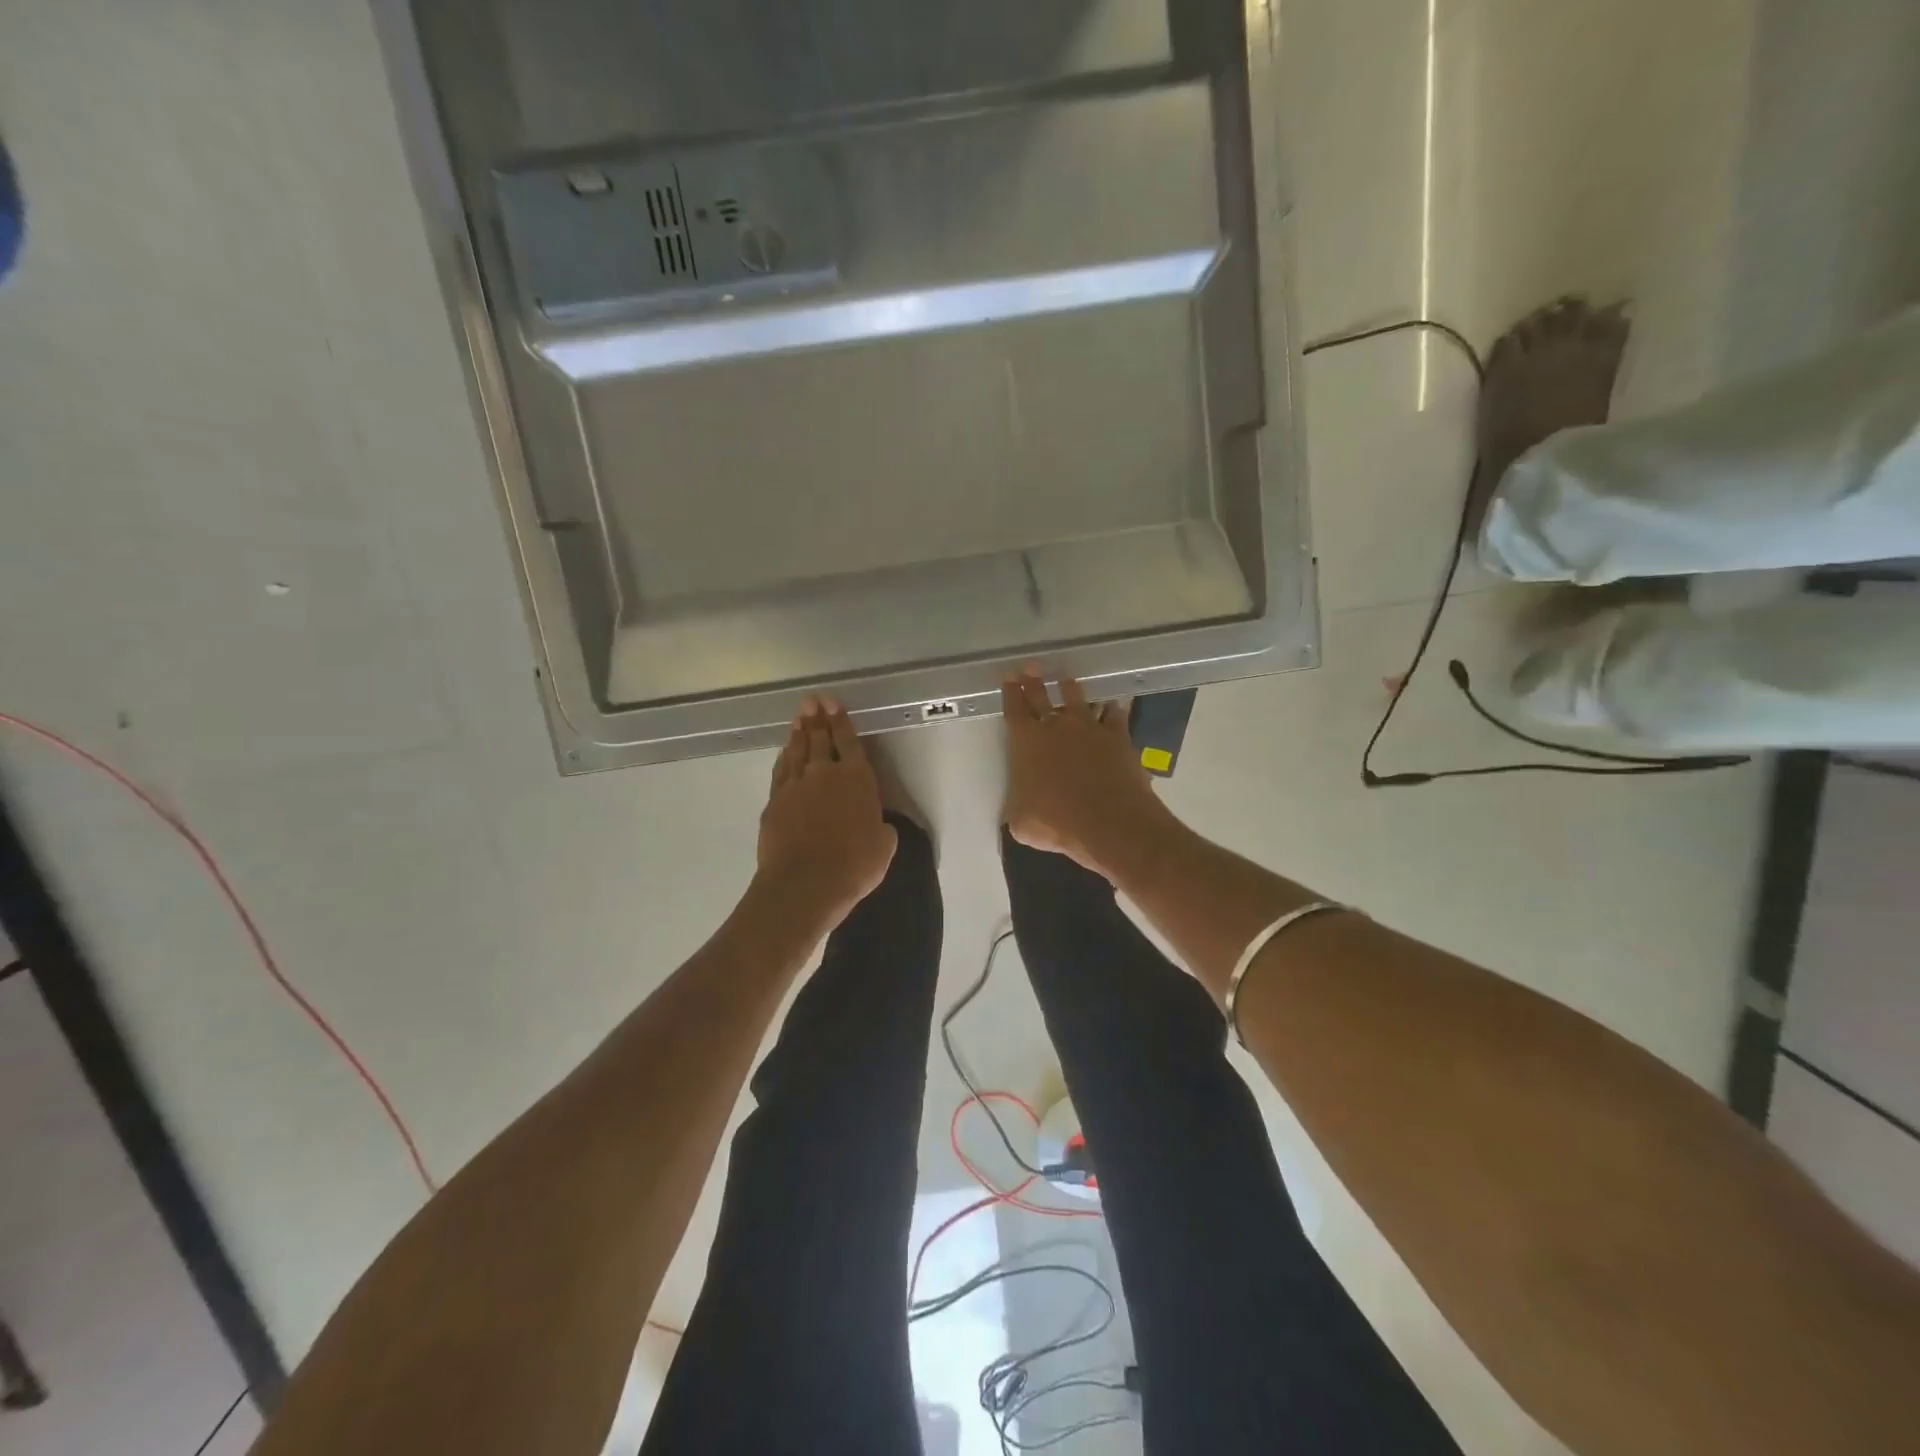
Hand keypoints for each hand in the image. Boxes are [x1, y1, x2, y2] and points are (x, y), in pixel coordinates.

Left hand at [758, 699, 897, 928]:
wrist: (805, 883)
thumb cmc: (854, 866)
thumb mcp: (884, 846)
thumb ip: (882, 828)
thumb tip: (879, 824)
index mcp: (858, 780)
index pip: (851, 742)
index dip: (843, 721)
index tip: (835, 704)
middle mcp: (826, 774)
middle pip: (821, 739)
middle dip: (818, 717)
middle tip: (812, 700)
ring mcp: (797, 785)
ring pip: (798, 751)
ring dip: (800, 733)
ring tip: (799, 718)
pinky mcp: (775, 801)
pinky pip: (781, 771)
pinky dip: (784, 757)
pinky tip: (785, 751)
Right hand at [1002, 669, 1170, 878]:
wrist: (1109, 821)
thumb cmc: (1056, 823)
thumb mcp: (1021, 822)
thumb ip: (1017, 806)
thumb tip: (1019, 806)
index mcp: (1025, 742)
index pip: (1013, 709)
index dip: (1010, 693)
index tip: (1009, 679)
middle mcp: (1055, 726)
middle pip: (1041, 695)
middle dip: (1033, 679)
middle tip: (1030, 666)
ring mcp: (1089, 727)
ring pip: (1077, 697)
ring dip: (1070, 688)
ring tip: (1066, 679)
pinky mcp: (1117, 735)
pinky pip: (1113, 713)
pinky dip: (1110, 708)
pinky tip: (1112, 704)